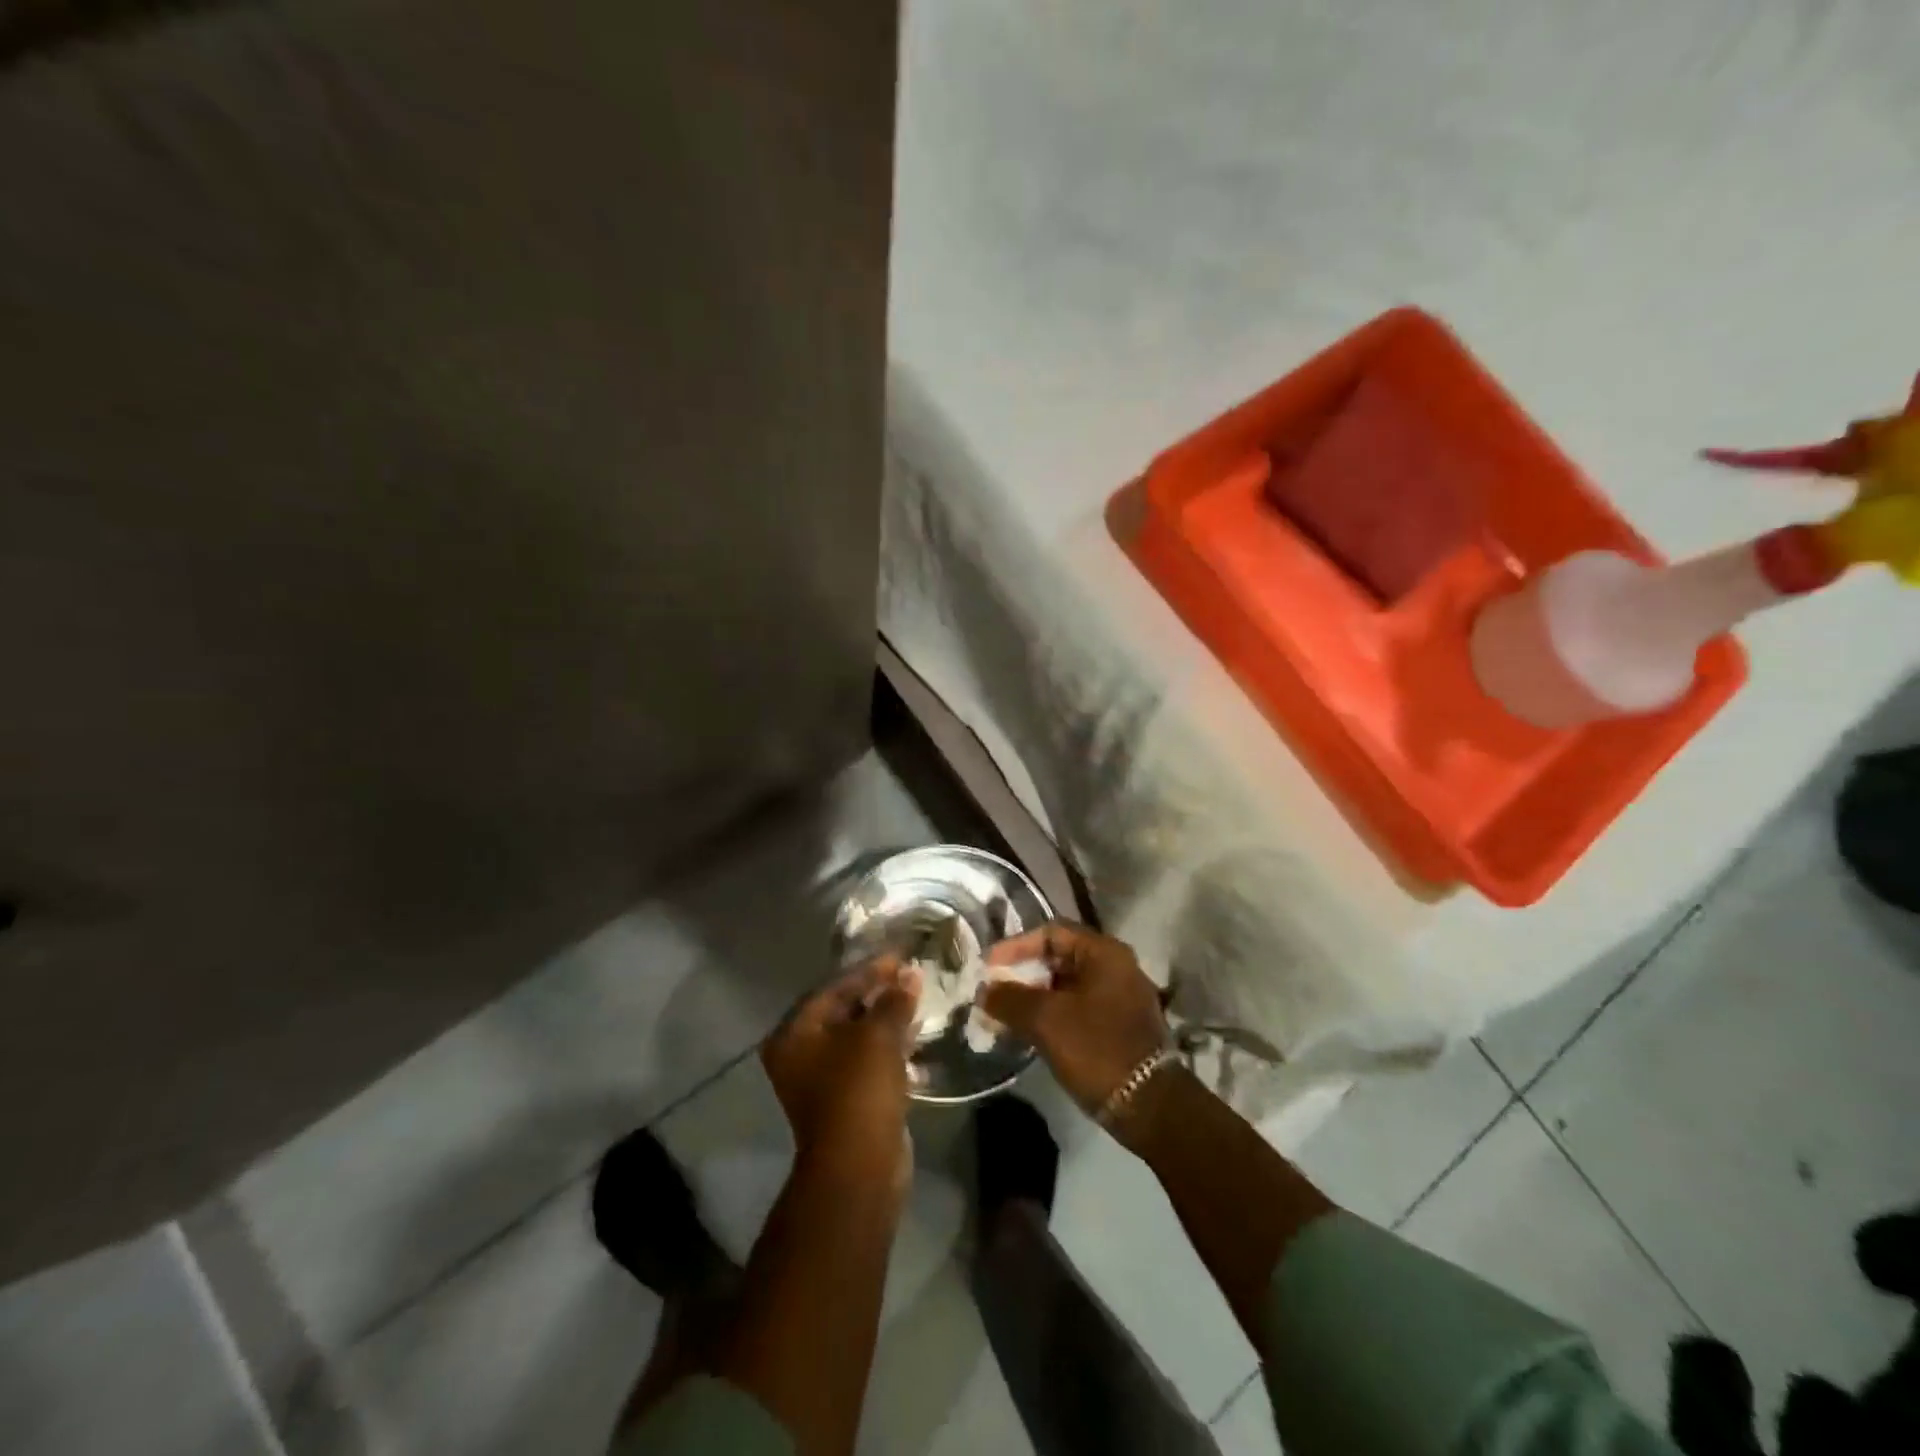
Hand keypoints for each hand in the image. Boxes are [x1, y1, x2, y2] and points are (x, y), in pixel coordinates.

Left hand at [762, 958, 920, 1186]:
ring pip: (857, 1037)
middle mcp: (800, 1053)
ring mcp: (822, 1080)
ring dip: (886, 1019)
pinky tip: (915, 1036)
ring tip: (917, 1001)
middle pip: (843, 1010)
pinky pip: (867, 1061)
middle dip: (878, 994)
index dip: (869, 970)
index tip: (900, 957)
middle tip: (910, 977)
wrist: (859, 1167)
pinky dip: (888, 1047)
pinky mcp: (845, 1100)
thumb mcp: (878, 1036)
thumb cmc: (859, 1090)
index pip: (833, 987)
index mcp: (795, 1033)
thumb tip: (910, 974)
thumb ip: (893, 1000)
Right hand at [978, 923, 1167, 1114]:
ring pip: (1066, 985)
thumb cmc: (1096, 1049)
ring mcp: (1119, 996)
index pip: (1051, 933)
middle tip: (993, 990)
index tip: (989, 967)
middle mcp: (1115, 966)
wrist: (1148, 1106)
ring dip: (1034, 996)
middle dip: (1022, 973)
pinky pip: (1077, 1006)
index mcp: (1104, 953)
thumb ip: (1010, 999)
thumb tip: (984, 990)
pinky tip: (1028, 1030)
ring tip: (1004, 1012)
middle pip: (1059, 957)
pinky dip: (1051, 1013)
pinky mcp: (1118, 1024)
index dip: (1015, 947)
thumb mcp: (1046, 1020)